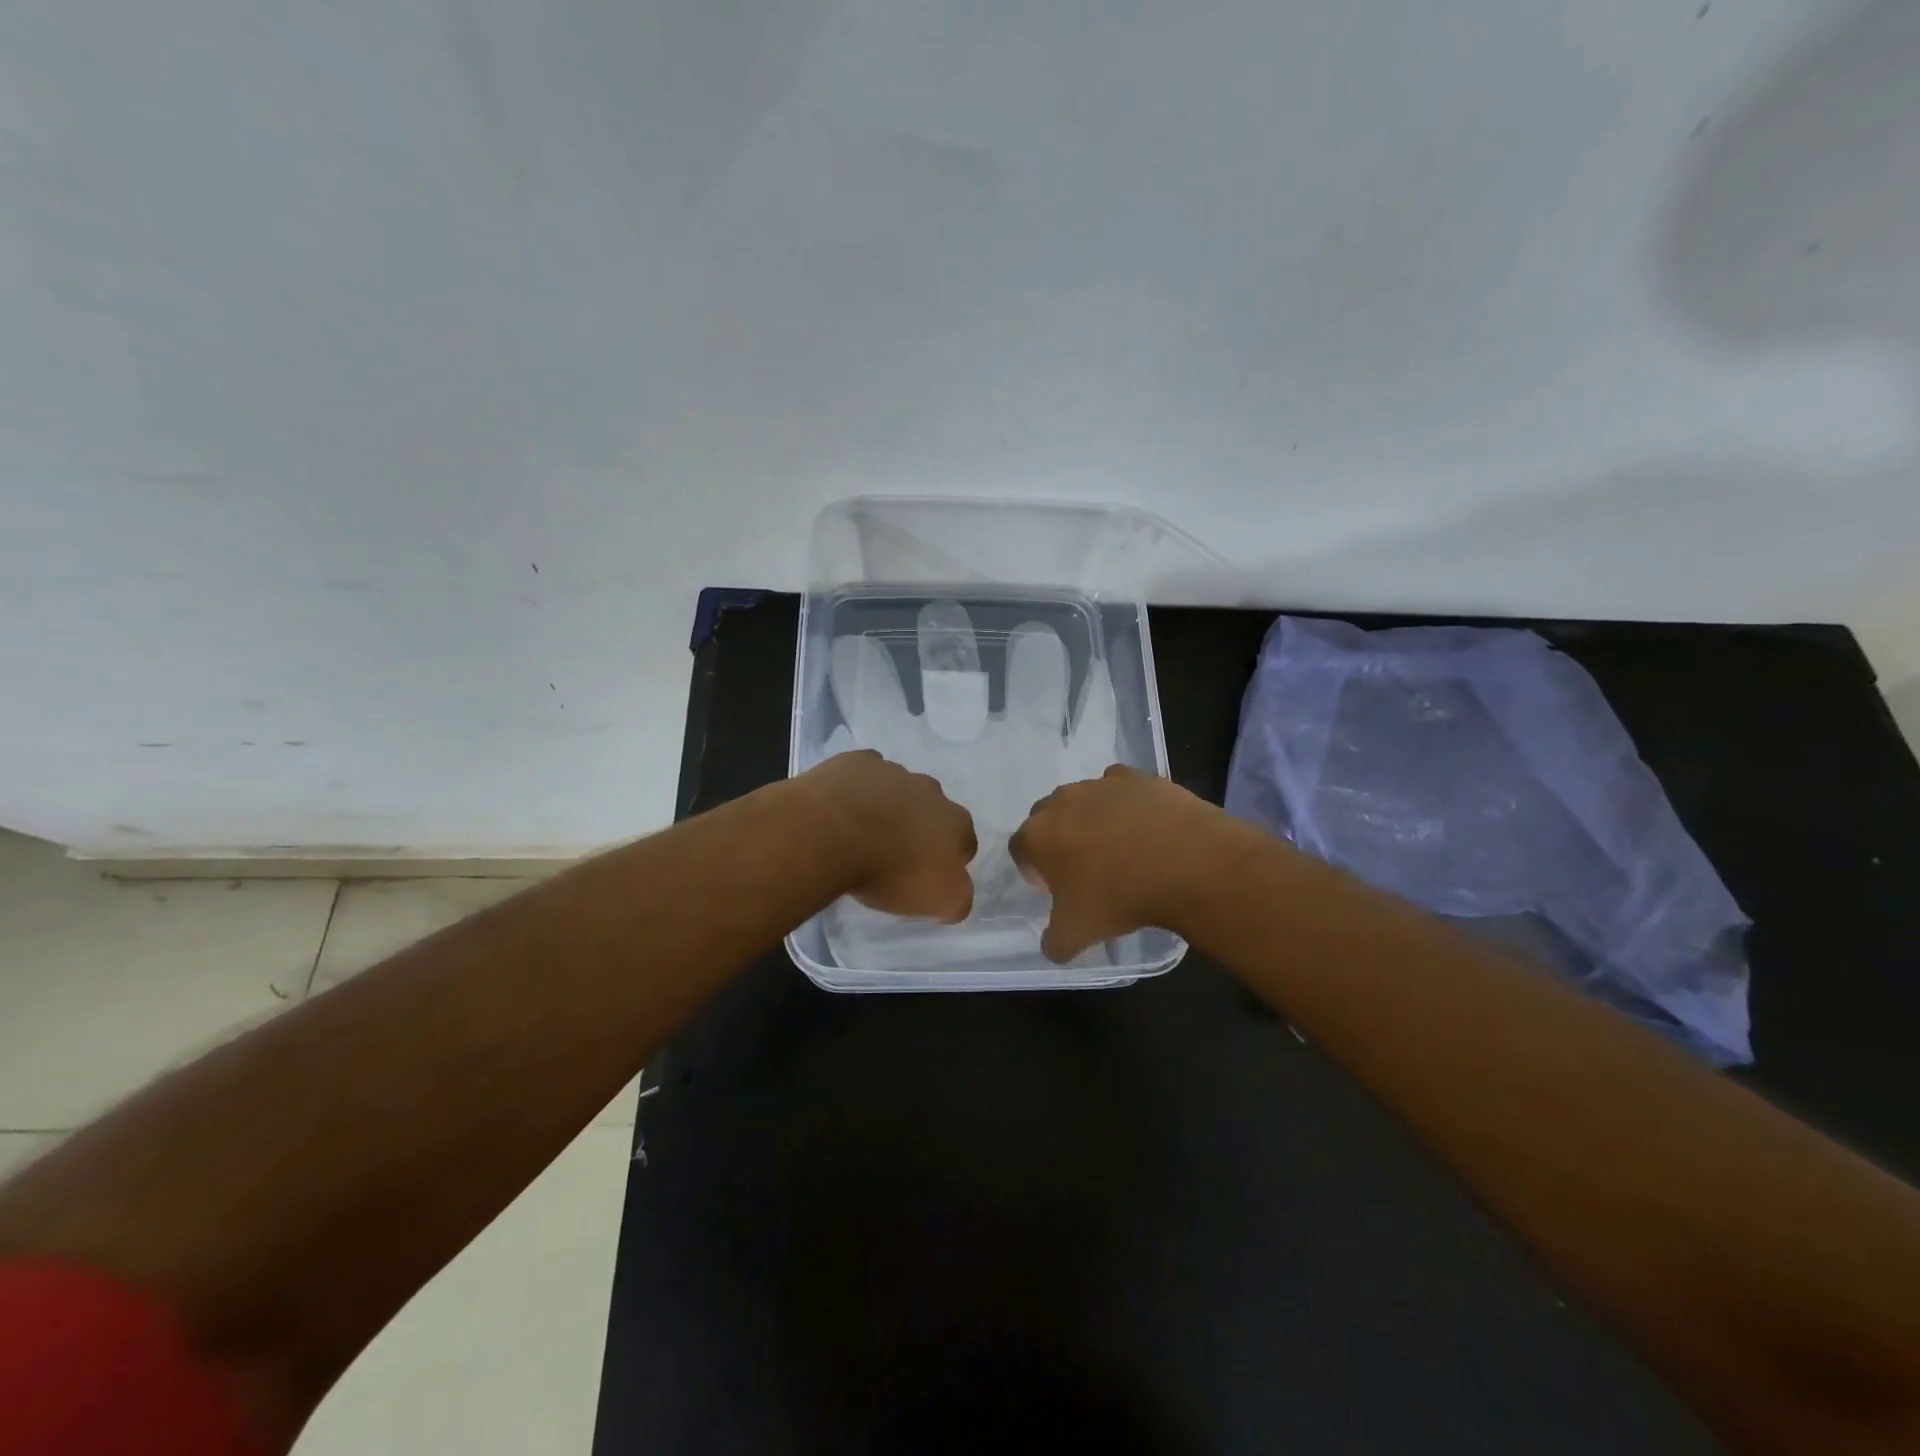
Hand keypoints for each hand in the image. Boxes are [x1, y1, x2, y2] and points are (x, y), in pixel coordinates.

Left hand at [800, 750, 977, 920]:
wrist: (831, 833)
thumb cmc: (890, 871)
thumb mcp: (940, 900)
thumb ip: (958, 897)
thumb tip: (956, 892)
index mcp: (955, 822)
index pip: (965, 843)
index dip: (947, 861)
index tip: (924, 877)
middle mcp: (931, 790)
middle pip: (933, 811)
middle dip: (920, 828)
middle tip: (894, 854)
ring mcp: (893, 771)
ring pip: (899, 789)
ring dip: (889, 806)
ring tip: (863, 831)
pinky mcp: (857, 762)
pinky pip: (864, 772)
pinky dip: (859, 787)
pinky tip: (842, 806)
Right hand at [1009, 765, 1228, 961]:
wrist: (1187, 863)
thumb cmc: (1120, 897)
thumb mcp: (1078, 934)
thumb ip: (1054, 942)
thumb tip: (1052, 945)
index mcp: (1038, 835)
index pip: (1020, 848)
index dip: (1032, 870)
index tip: (1054, 888)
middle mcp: (1061, 801)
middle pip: (1047, 818)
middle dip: (1058, 839)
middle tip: (1084, 869)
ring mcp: (1100, 784)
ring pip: (1083, 800)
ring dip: (1090, 820)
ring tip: (1119, 849)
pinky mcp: (1136, 777)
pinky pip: (1119, 787)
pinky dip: (1124, 804)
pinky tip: (1143, 826)